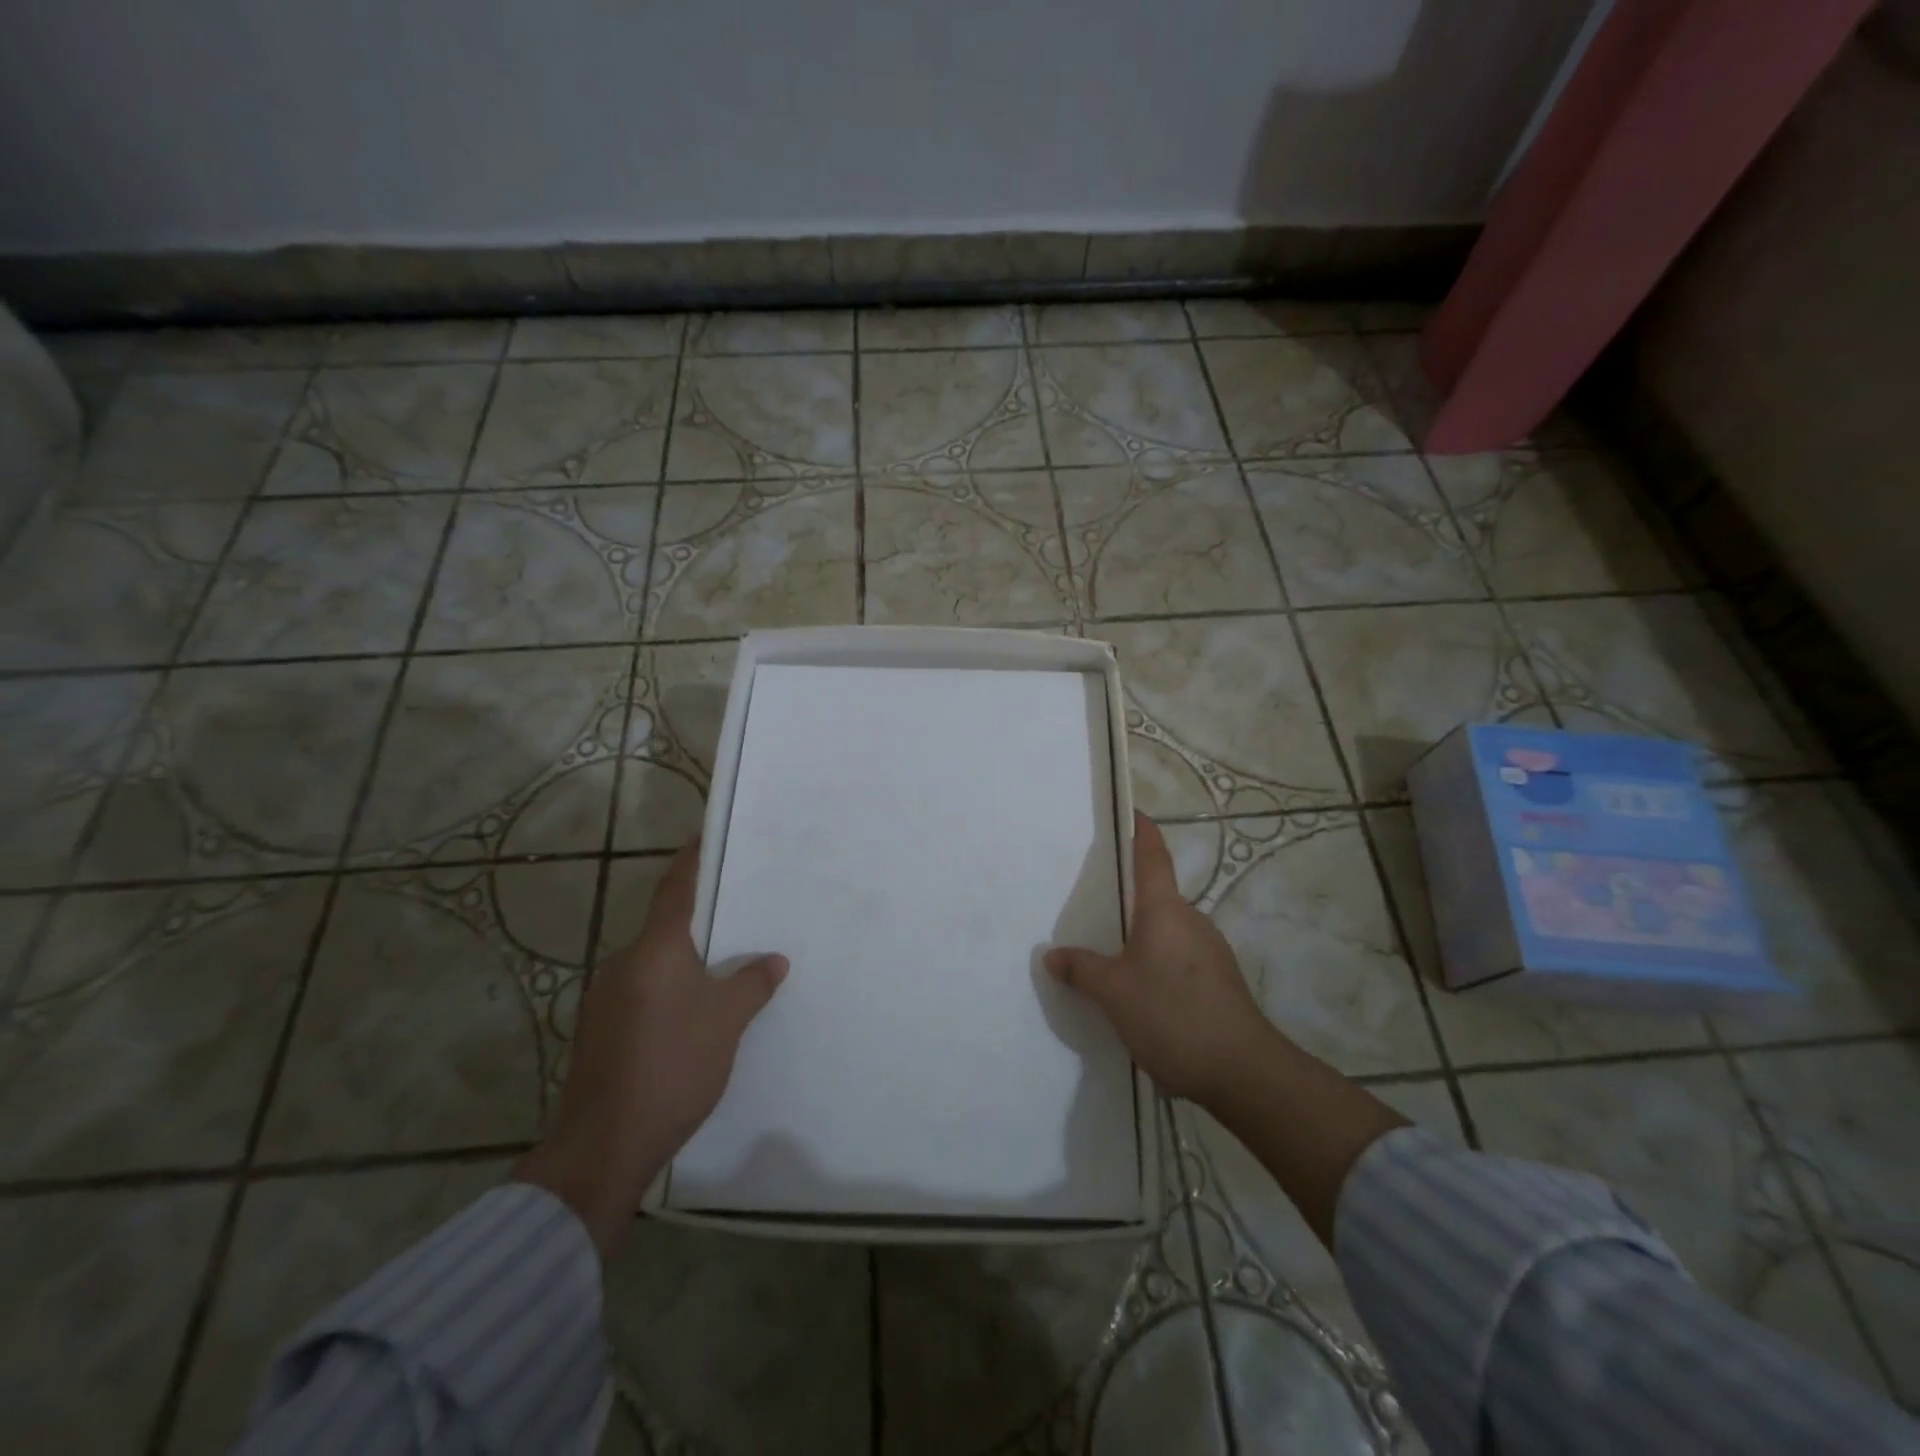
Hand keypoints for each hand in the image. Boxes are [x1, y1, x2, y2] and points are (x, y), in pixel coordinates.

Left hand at [512, 840, 786, 1256]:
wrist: (604, 1145)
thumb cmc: (673, 1065)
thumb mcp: (727, 1020)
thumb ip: (752, 983)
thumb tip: (772, 960)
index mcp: (655, 949)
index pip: (676, 889)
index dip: (692, 860)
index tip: (705, 835)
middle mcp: (624, 964)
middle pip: (666, 926)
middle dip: (699, 918)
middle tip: (737, 913)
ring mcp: (606, 999)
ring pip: (654, 963)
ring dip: (685, 960)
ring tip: (724, 966)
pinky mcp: (600, 1032)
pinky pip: (643, 993)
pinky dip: (669, 990)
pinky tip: (693, 1013)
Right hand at [1046, 813, 1282, 1107]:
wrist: (1243, 1071)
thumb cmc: (1172, 1015)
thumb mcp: (1113, 993)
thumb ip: (1082, 969)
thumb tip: (1053, 954)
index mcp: (1165, 910)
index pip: (1153, 857)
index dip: (1142, 832)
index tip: (1133, 813)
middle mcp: (1191, 920)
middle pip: (1157, 896)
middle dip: (1129, 897)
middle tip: (1094, 902)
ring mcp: (1211, 951)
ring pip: (1168, 930)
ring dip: (1142, 936)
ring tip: (1109, 953)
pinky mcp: (1219, 980)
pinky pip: (1179, 956)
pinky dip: (1157, 961)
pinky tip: (1140, 991)